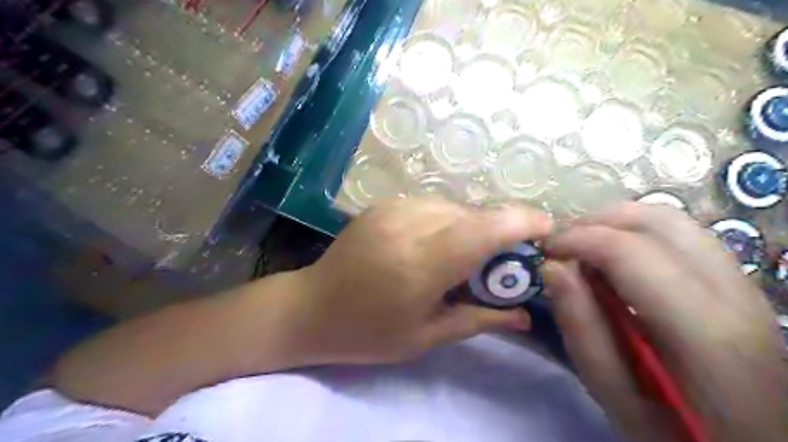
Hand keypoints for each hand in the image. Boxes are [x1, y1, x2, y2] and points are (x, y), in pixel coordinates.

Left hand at [280, 199, 549, 365]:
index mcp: (421, 263)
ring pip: (454, 207)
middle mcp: (409, 224)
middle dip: (499, 231)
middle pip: (473, 215)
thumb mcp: (427, 336)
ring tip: (467, 255)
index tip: (547, 229)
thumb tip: (526, 314)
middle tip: (505, 260)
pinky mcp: (383, 204)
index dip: (522, 222)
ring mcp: (393, 209)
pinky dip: (448, 220)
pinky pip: (431, 205)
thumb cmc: (368, 332)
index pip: (484, 229)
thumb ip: (480, 319)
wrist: (311, 307)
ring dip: (472, 226)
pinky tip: (439, 242)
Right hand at [542, 202, 787, 441]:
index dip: (578, 239)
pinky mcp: (739, 282)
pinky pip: (682, 235)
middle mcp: (732, 293)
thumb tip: (552, 267)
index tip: (545, 251)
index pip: (630, 251)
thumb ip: (581, 327)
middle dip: (595, 222)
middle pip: (657, 220)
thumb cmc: (678, 430)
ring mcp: (743, 283)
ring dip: (617, 222)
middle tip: (561, 245)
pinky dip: (638, 232)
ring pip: (673, 220)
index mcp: (702, 331)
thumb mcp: (614, 393)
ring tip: (583, 246)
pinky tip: (616, 258)